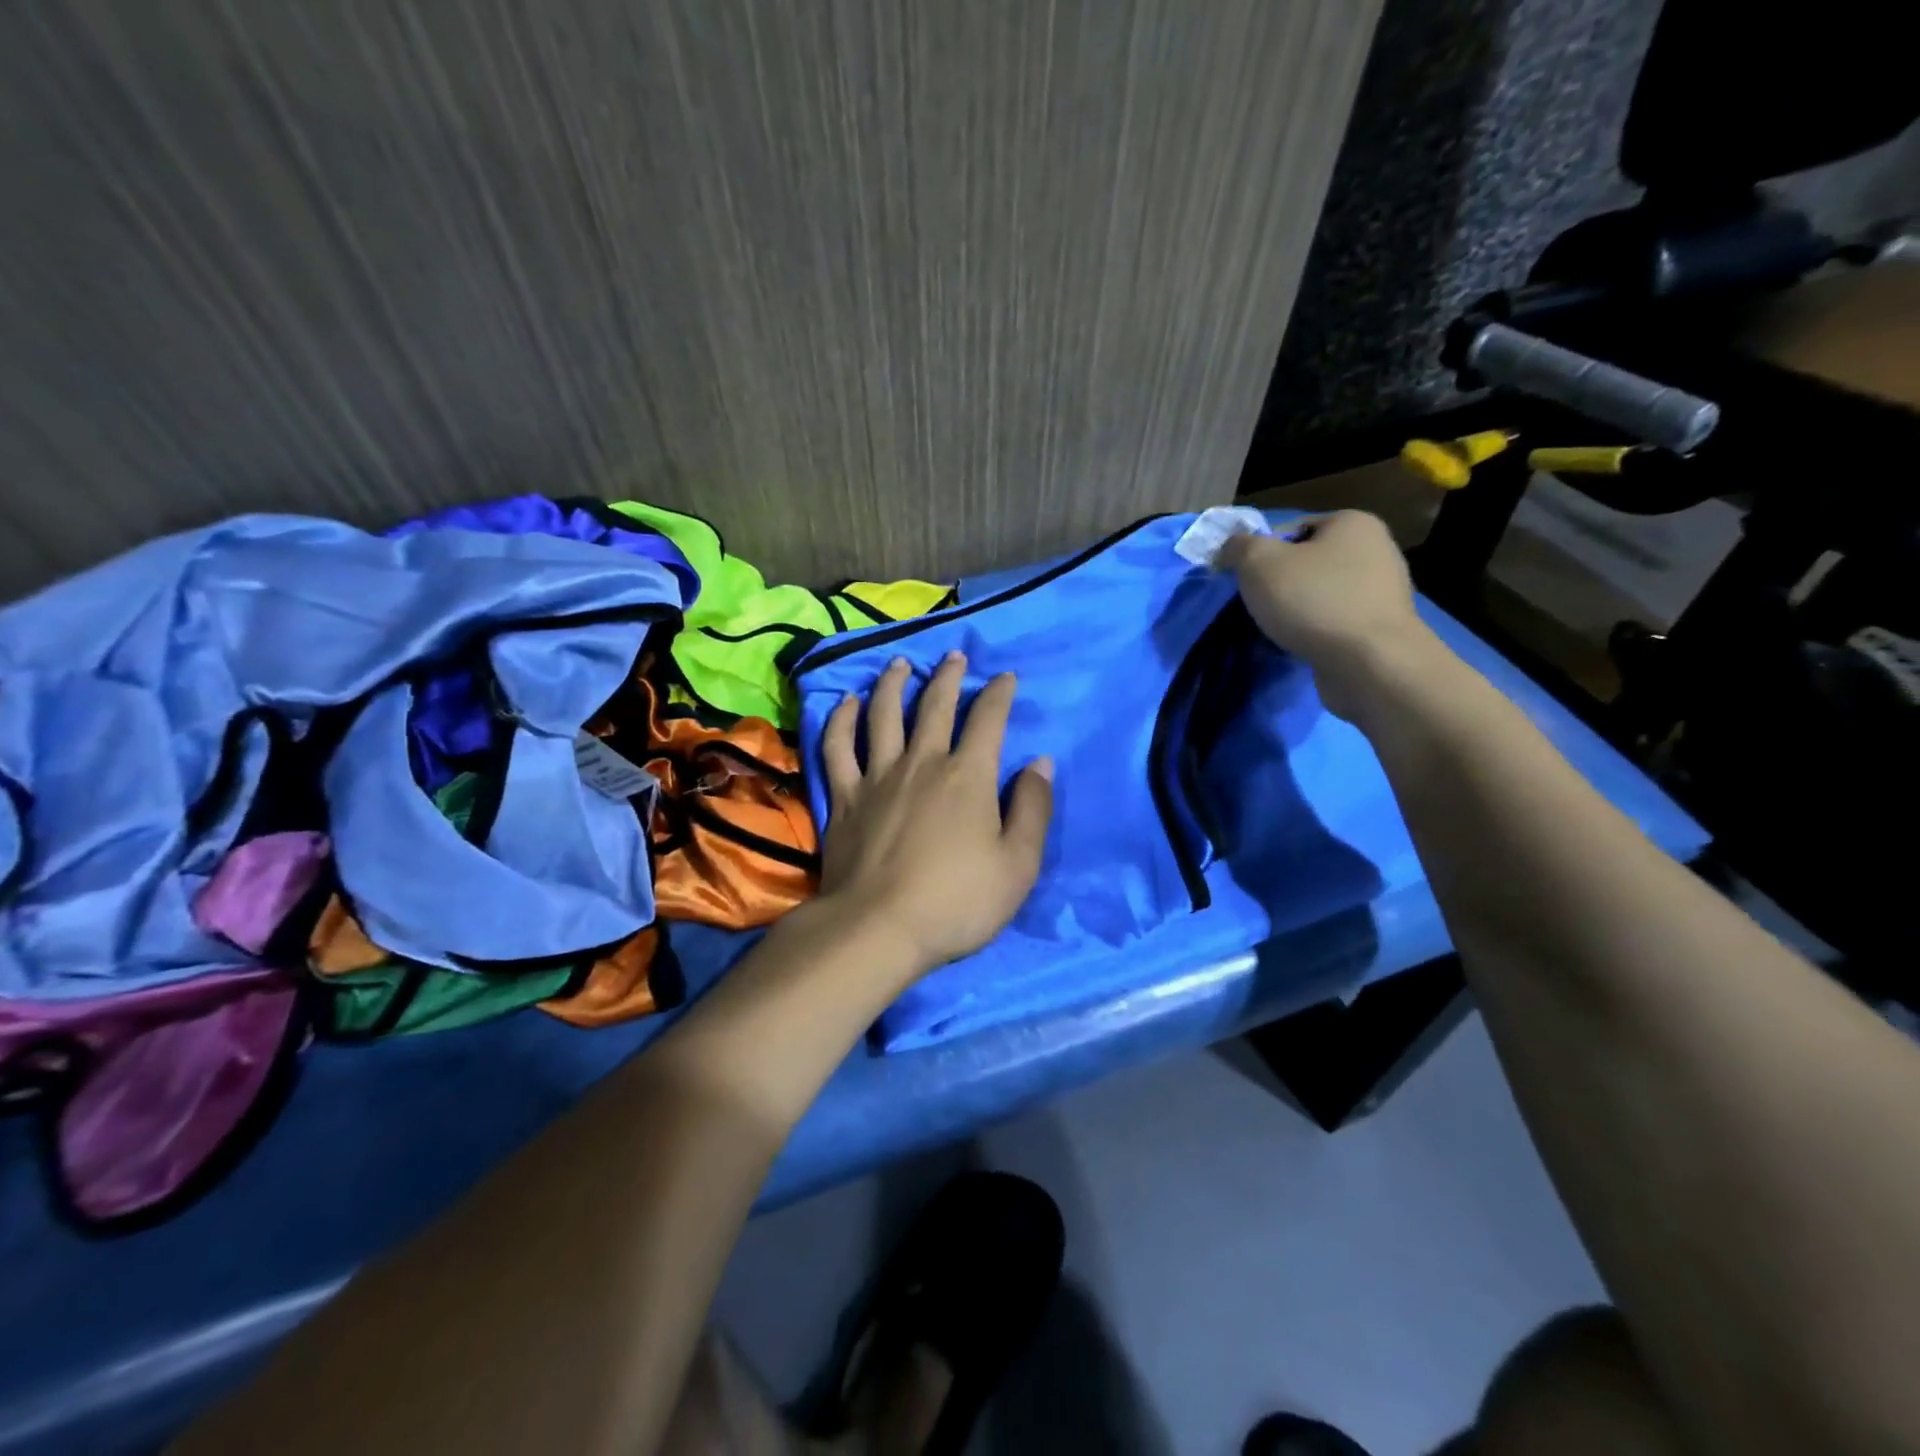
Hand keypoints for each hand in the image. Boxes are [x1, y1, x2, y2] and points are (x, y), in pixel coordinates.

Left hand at [817, 651, 1052, 975]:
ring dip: (892, 684)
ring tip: (899, 664)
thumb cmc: (957, 902)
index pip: (988, 720)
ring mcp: (877, 776)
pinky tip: (845, 703)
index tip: (1005, 677)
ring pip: (883, 715)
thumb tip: (1039, 762)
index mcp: (967, 776)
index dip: (998, 694)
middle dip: (947, 676)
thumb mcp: (1018, 864)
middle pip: (934, 706)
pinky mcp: (844, 797)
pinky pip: (838, 747)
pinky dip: (841, 720)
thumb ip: (1033, 809)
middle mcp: (922, 763)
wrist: (878, 929)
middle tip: (954, 656)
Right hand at [1218, 511, 1431, 721]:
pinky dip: (1315, 631)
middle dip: (1279, 583)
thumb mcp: (1259, 563)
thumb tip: (1230, 548)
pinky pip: (1335, 621)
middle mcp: (1376, 549)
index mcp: (1353, 523)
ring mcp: (1383, 591)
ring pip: (1320, 594)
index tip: (1245, 580)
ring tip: (1276, 629)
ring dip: (1296, 609)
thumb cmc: (1314, 601)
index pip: (1292, 528)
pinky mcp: (1380, 628)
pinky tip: (1300, 645)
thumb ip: (1238, 547)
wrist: (1368, 664)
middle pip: (1308, 562)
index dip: (1261, 553)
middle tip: (1257, 605)